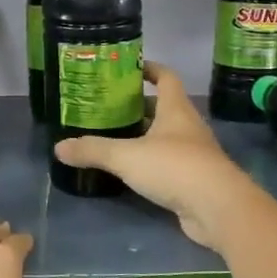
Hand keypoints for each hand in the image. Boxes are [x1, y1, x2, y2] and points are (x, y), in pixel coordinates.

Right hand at [53, 61, 252, 247]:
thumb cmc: (174, 167)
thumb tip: (58, 147)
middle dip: (138, 106)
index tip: (129, 68)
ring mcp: (194, 154)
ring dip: (144, 135)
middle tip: (108, 108)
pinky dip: (150, 162)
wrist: (218, 209)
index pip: (166, 77)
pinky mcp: (194, 180)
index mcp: (176, 109)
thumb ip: (93, 150)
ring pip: (165, 137)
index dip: (150, 69)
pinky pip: (168, 163)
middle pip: (163, 108)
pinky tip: (130, 170)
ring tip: (114, 137)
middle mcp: (187, 127)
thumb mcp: (126, 156)